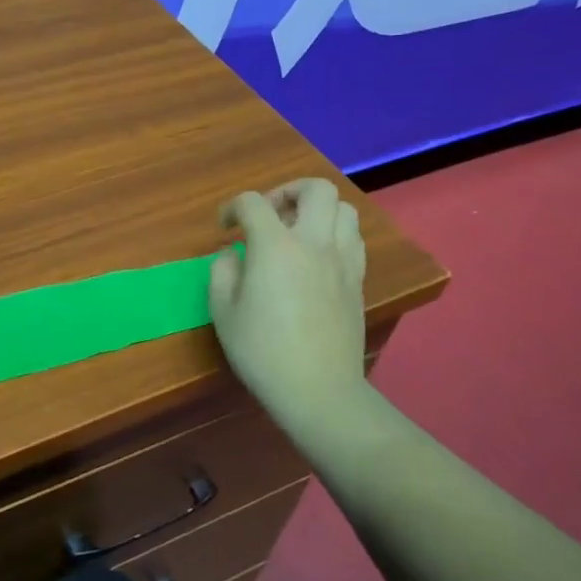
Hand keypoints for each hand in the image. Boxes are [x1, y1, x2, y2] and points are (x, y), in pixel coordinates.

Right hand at [210, 180, 375, 449]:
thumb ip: (222, 271)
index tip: (224, 228)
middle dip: (287, 191)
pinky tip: (315, 257)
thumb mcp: (223, 311)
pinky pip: (353, 239)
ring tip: (296, 231)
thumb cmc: (263, 351)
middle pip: (315, 189)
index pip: (253, 203)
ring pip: (344, 209)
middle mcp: (314, 243)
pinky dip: (334, 234)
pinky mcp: (358, 281)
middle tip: (269, 215)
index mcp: (275, 246)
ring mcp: (343, 261)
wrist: (319, 390)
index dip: (232, 208)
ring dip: (317, 210)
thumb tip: (234, 254)